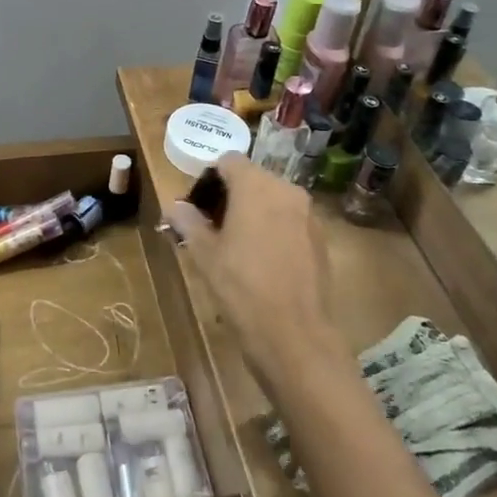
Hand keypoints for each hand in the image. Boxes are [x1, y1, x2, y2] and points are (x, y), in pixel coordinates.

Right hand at [166, 154, 350, 395]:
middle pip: (253, 178)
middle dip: (231, 196)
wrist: (294, 335)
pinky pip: (291, 221)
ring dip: (254, 212)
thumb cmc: (241, 288)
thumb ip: (188, 222)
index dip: (210, 178)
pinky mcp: (321, 239)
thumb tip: (175, 206)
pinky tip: (263, 261)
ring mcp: (308, 214)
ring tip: (236, 246)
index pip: (229, 161)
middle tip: (212, 228)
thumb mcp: (204, 254)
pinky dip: (275, 229)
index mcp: (256, 186)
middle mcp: (286, 190)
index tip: (198, 206)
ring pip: (273, 199)